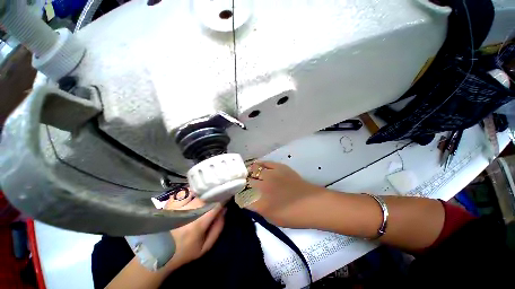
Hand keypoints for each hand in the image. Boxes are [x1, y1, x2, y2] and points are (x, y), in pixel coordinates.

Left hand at [163, 192, 225, 270]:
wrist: (157, 254)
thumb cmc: (184, 251)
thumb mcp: (205, 246)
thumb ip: (218, 227)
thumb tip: (224, 209)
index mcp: (198, 223)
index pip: (215, 204)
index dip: (223, 197)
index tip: (228, 194)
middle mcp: (188, 211)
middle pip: (205, 195)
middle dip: (214, 192)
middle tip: (218, 192)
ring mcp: (177, 206)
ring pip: (194, 190)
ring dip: (202, 191)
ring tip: (206, 192)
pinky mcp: (169, 204)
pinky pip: (182, 192)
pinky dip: (190, 191)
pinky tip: (193, 194)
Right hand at [247, 161, 325, 227]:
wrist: (311, 203)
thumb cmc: (292, 216)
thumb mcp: (271, 219)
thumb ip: (257, 209)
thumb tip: (249, 200)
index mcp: (259, 203)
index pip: (241, 197)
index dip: (240, 197)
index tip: (241, 197)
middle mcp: (262, 186)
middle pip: (245, 182)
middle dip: (244, 185)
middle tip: (246, 186)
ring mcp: (270, 174)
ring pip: (252, 169)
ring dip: (250, 173)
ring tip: (250, 175)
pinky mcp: (278, 167)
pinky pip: (263, 163)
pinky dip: (258, 165)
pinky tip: (258, 167)